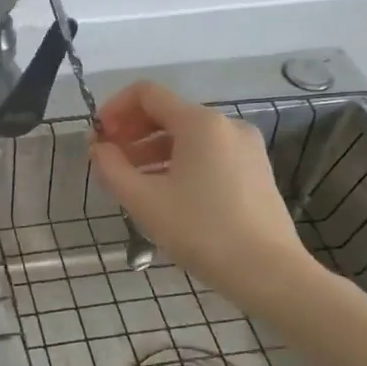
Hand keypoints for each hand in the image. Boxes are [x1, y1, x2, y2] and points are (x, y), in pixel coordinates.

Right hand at [89, 81, 318, 313]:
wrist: (269, 272)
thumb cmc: (201, 231)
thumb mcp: (144, 200)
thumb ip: (112, 168)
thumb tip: (99, 149)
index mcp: (200, 123)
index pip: (146, 93)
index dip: (114, 109)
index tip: (97, 138)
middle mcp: (226, 125)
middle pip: (167, 112)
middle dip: (131, 131)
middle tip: (108, 160)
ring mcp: (245, 148)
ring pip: (187, 136)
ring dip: (151, 150)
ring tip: (130, 181)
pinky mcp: (254, 170)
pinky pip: (207, 154)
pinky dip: (178, 162)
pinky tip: (164, 192)